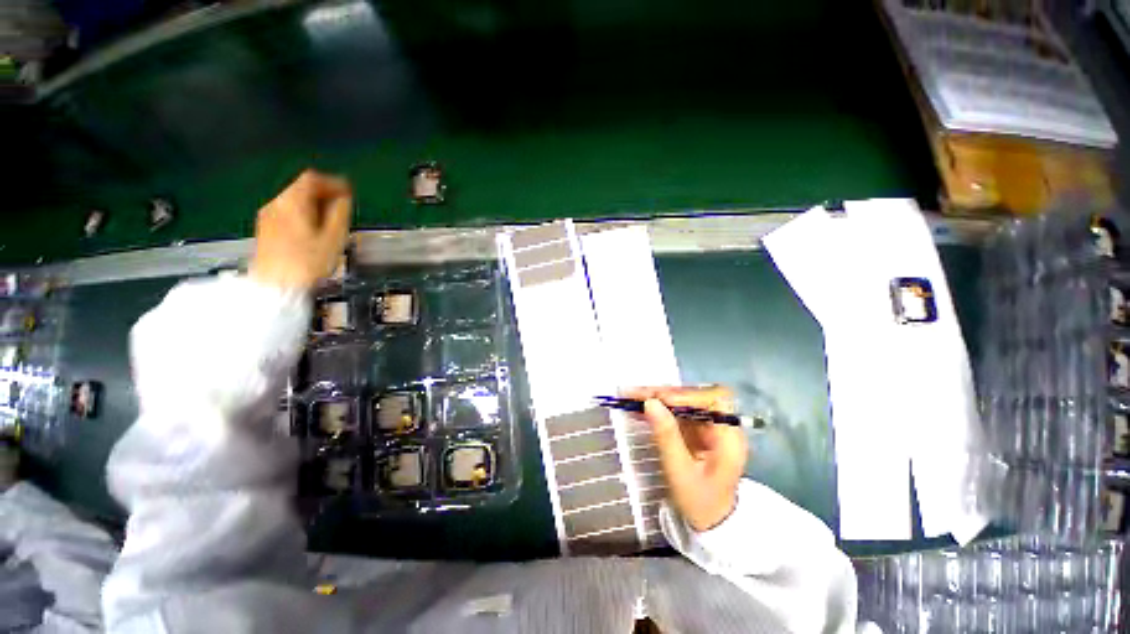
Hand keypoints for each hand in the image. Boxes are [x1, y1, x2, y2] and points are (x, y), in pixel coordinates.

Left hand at [250, 170, 352, 289]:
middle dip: (324, 194)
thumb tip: (343, 198)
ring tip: (331, 221)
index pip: (313, 179)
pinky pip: (287, 212)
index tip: (348, 192)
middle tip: (342, 206)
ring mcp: (268, 216)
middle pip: (301, 188)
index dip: (333, 182)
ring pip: (293, 200)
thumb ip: (340, 213)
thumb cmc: (308, 262)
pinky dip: (303, 214)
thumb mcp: (334, 237)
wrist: (276, 286)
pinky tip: (313, 230)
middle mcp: (276, 204)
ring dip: (314, 205)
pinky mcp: (265, 229)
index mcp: (293, 202)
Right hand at [625, 385, 747, 531]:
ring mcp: (708, 425)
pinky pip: (676, 410)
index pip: (711, 401)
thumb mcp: (681, 472)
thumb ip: (667, 436)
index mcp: (729, 437)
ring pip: (682, 400)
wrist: (711, 520)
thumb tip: (650, 403)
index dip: (684, 397)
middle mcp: (722, 425)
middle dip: (663, 394)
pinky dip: (657, 407)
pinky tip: (639, 407)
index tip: (655, 400)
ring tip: (631, 397)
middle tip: (634, 394)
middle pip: (694, 396)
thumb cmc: (700, 502)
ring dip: (657, 397)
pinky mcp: (696, 427)